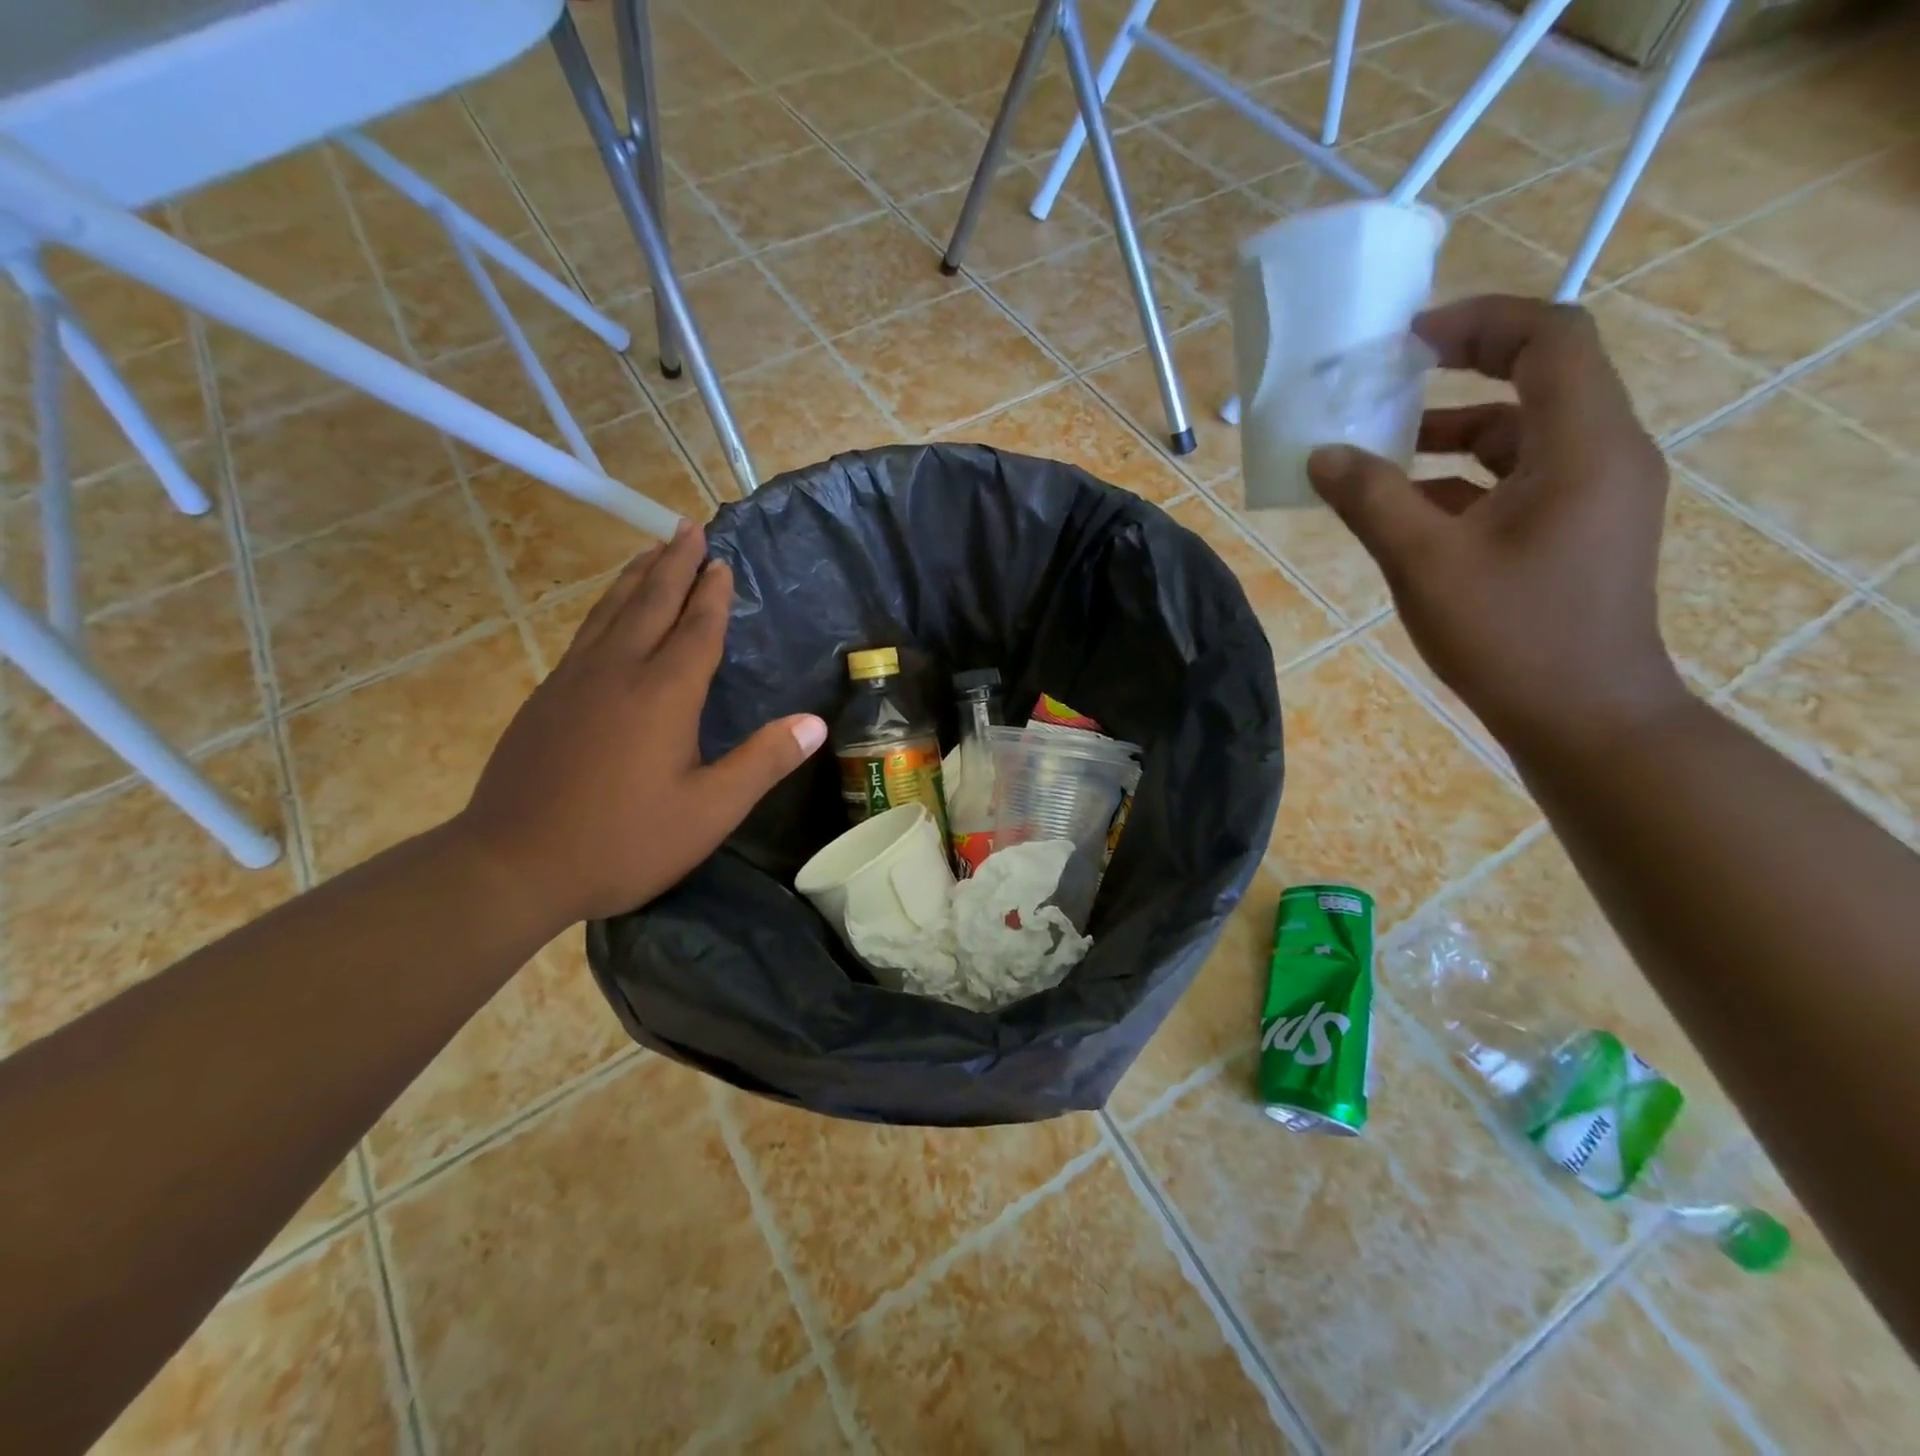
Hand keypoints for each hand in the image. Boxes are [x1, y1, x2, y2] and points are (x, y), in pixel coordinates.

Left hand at [455, 522, 827, 925]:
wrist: (512, 865)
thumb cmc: (624, 841)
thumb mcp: (709, 812)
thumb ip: (763, 762)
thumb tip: (815, 723)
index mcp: (663, 695)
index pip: (695, 629)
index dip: (712, 594)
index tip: (722, 559)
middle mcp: (617, 673)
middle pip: (649, 603)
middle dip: (673, 564)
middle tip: (688, 527)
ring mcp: (573, 682)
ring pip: (609, 612)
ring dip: (635, 577)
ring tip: (651, 550)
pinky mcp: (545, 699)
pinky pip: (585, 634)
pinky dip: (604, 609)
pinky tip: (607, 615)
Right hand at [1306, 294, 1690, 756]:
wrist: (1582, 716)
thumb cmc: (1509, 634)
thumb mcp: (1424, 562)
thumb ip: (1370, 500)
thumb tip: (1321, 456)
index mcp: (1582, 445)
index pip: (1550, 338)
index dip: (1480, 322)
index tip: (1410, 339)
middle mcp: (1602, 454)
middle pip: (1539, 379)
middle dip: (1460, 373)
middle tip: (1389, 383)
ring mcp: (1593, 495)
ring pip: (1522, 435)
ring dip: (1453, 434)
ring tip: (1381, 454)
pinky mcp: (1577, 530)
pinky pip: (1519, 480)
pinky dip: (1463, 480)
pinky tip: (1406, 510)